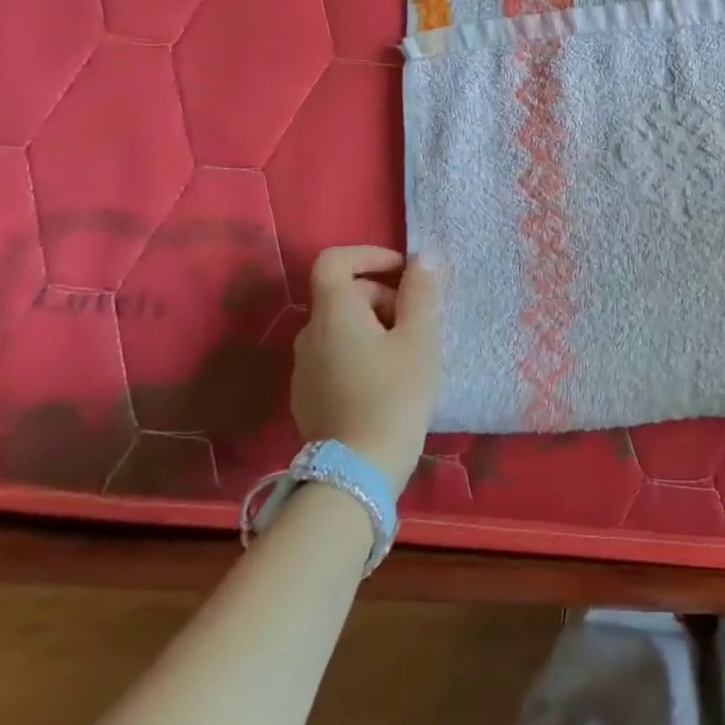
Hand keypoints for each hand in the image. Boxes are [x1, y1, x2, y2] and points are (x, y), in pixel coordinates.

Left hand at [291, 246, 442, 486]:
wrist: (358, 470)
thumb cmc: (395, 394)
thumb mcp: (420, 338)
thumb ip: (420, 292)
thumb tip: (421, 259)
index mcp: (334, 313)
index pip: (334, 260)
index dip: (369, 254)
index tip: (403, 271)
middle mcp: (309, 333)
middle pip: (344, 295)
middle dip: (383, 298)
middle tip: (418, 325)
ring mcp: (303, 367)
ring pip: (341, 327)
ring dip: (374, 327)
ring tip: (407, 356)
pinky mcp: (306, 395)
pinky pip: (335, 355)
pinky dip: (360, 353)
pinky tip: (385, 382)